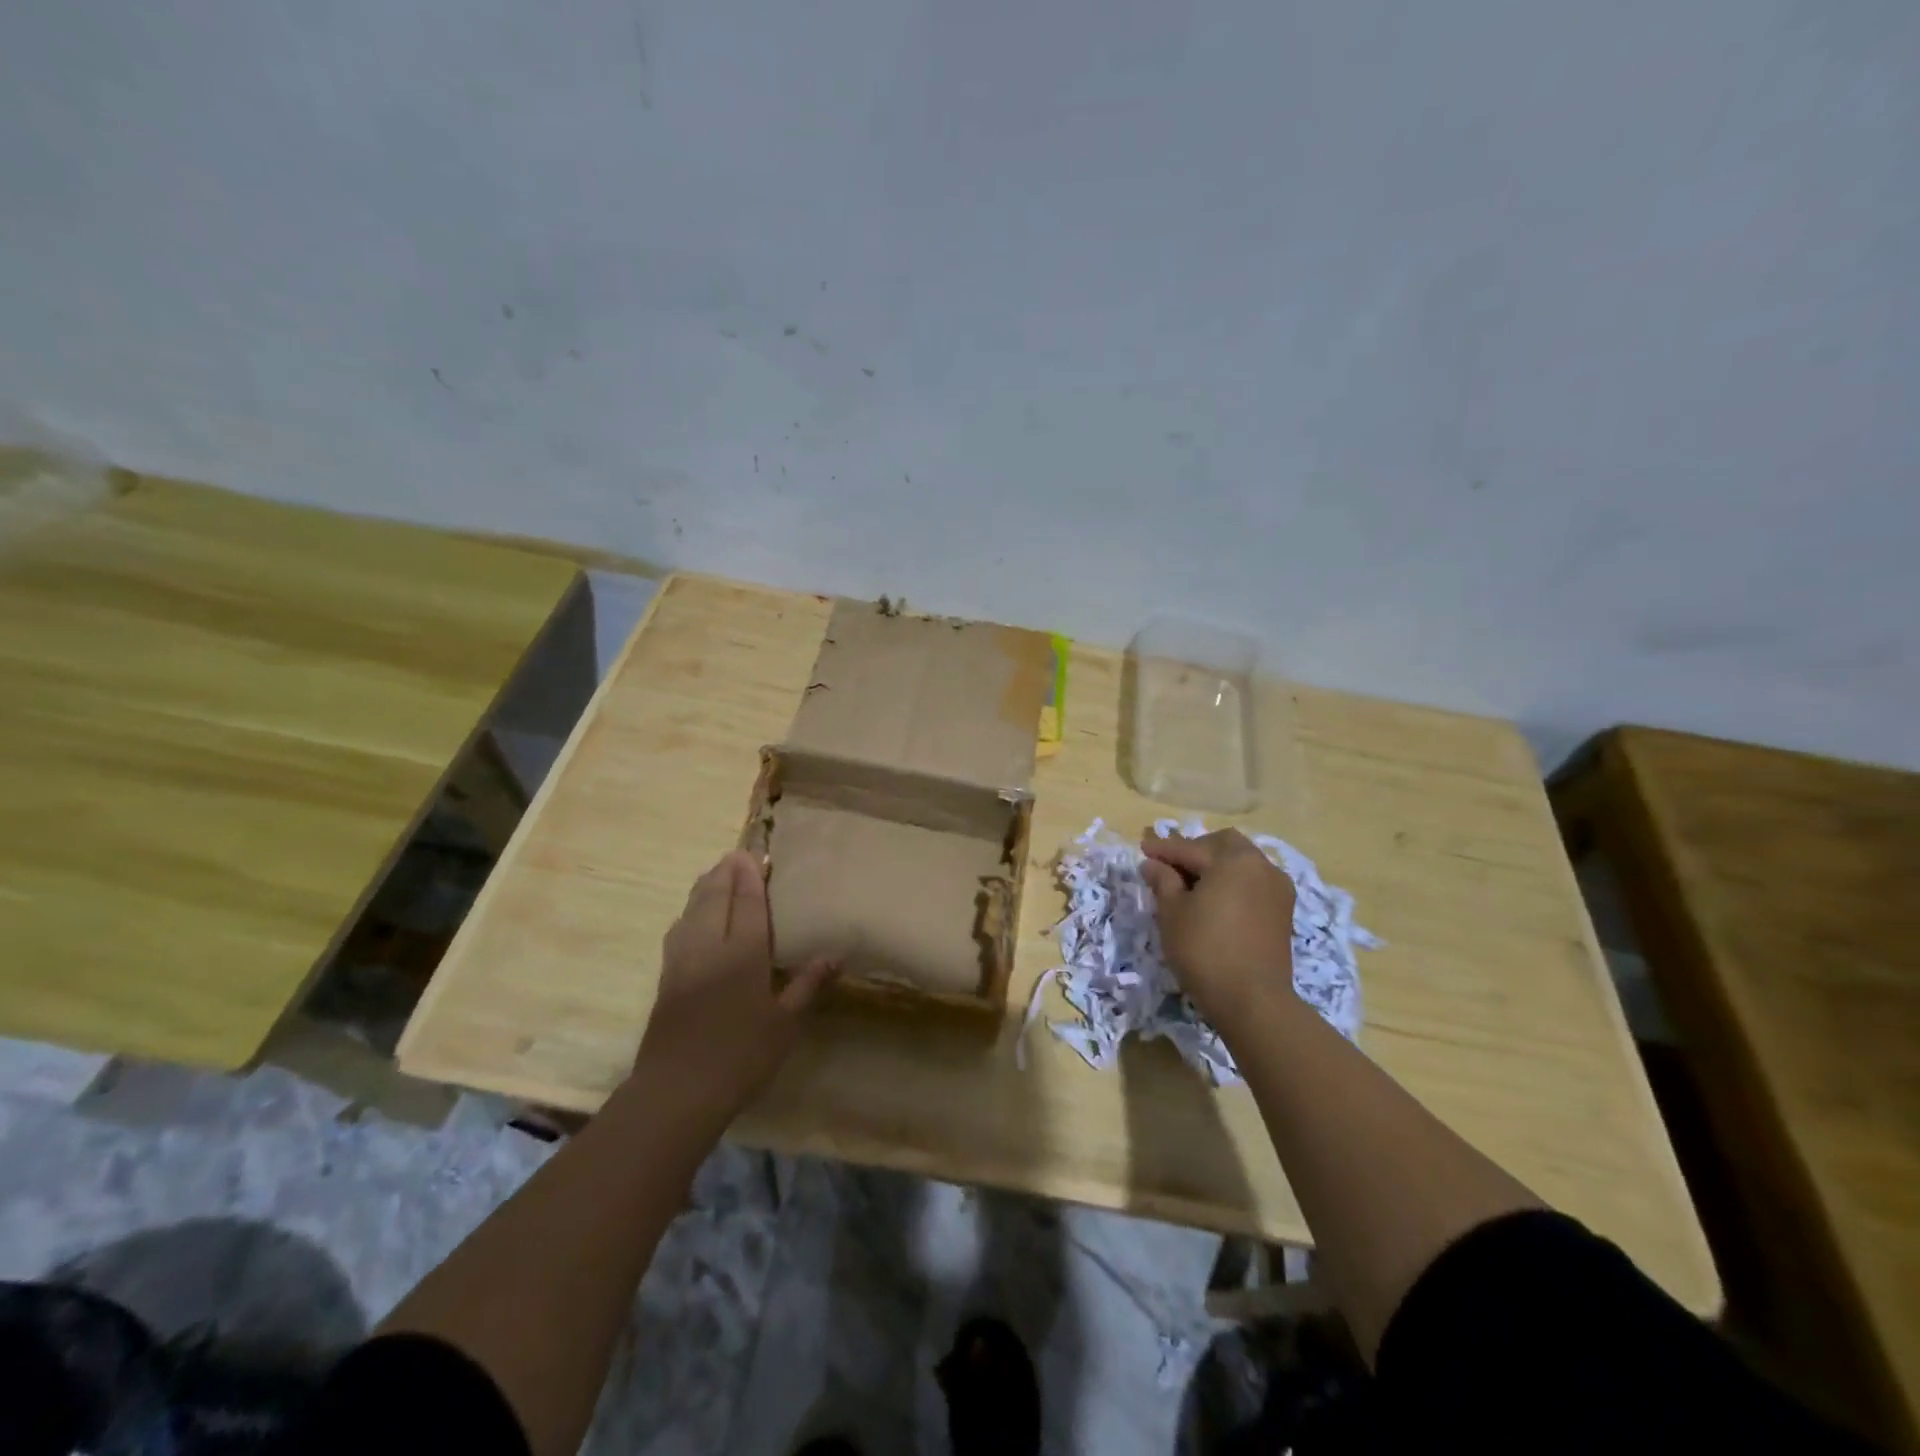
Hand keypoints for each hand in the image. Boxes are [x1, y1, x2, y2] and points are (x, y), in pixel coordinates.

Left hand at [634, 850, 834, 1127]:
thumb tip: (834, 956)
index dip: (751, 877)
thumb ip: (806, 986)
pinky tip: (691, 916)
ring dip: (704, 887)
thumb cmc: (740, 1057)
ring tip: (715, 873)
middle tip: (737, 854)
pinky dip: (688, 912)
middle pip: (715, 898)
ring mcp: (682, 961)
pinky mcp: (666, 978)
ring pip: (691, 910)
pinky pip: (678, 930)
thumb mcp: (785, 1025)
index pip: (748, 903)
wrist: (676, 1092)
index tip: (755, 853)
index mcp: (743, 954)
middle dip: (726, 872)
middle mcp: (710, 947)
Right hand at [1140, 829, 1296, 1029]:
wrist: (1253, 1001)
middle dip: (1196, 850)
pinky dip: (1233, 883)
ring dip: (1216, 866)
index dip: (1163, 849)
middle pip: (1224, 845)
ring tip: (1191, 884)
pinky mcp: (1283, 911)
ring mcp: (1277, 888)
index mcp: (1233, 860)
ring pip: (1242, 862)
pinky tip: (1214, 900)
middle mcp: (1261, 866)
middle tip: (1170, 866)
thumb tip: (1154, 864)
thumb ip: (1163, 880)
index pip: (1190, 848)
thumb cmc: (1204, 950)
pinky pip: (1253, 883)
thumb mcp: (1172, 912)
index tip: (1142, 849)